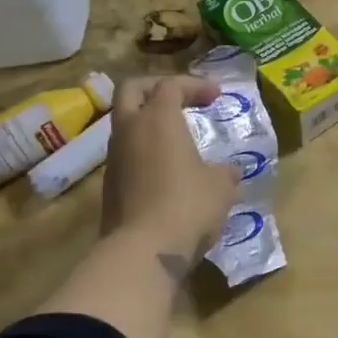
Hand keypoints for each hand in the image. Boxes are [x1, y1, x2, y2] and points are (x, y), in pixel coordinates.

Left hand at [100, 76, 241, 270]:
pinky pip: (126, 153)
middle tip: (181, 98)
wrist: (143, 251)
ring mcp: (114, 158)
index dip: (195, 85)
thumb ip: (224, 172)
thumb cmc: (188, 206)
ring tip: (176, 136)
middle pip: (132, 90)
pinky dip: (144, 149)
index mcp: (158, 119)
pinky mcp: (109, 184)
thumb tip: (227, 171)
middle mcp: (130, 130)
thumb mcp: (220, 187)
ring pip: (125, 123)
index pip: (171, 85)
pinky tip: (166, 168)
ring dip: (148, 121)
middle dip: (157, 88)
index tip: (217, 96)